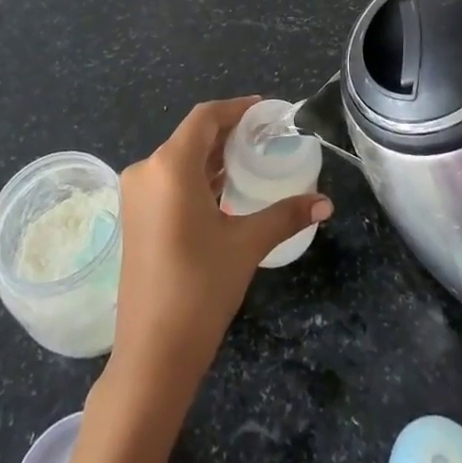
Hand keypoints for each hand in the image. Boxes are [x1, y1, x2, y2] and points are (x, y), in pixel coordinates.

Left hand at [105, 98, 331, 406]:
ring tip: (250, 160)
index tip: (265, 110)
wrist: (152, 354)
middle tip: (264, 137)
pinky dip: (196, 178)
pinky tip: (223, 191)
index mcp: (169, 166)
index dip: (235, 108)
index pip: (204, 117)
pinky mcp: (135, 218)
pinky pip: (168, 181)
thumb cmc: (200, 288)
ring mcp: (136, 196)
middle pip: (190, 136)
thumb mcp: (246, 244)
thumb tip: (326, 203)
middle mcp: (146, 171)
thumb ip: (285, 215)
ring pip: (178, 160)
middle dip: (227, 132)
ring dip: (212, 157)